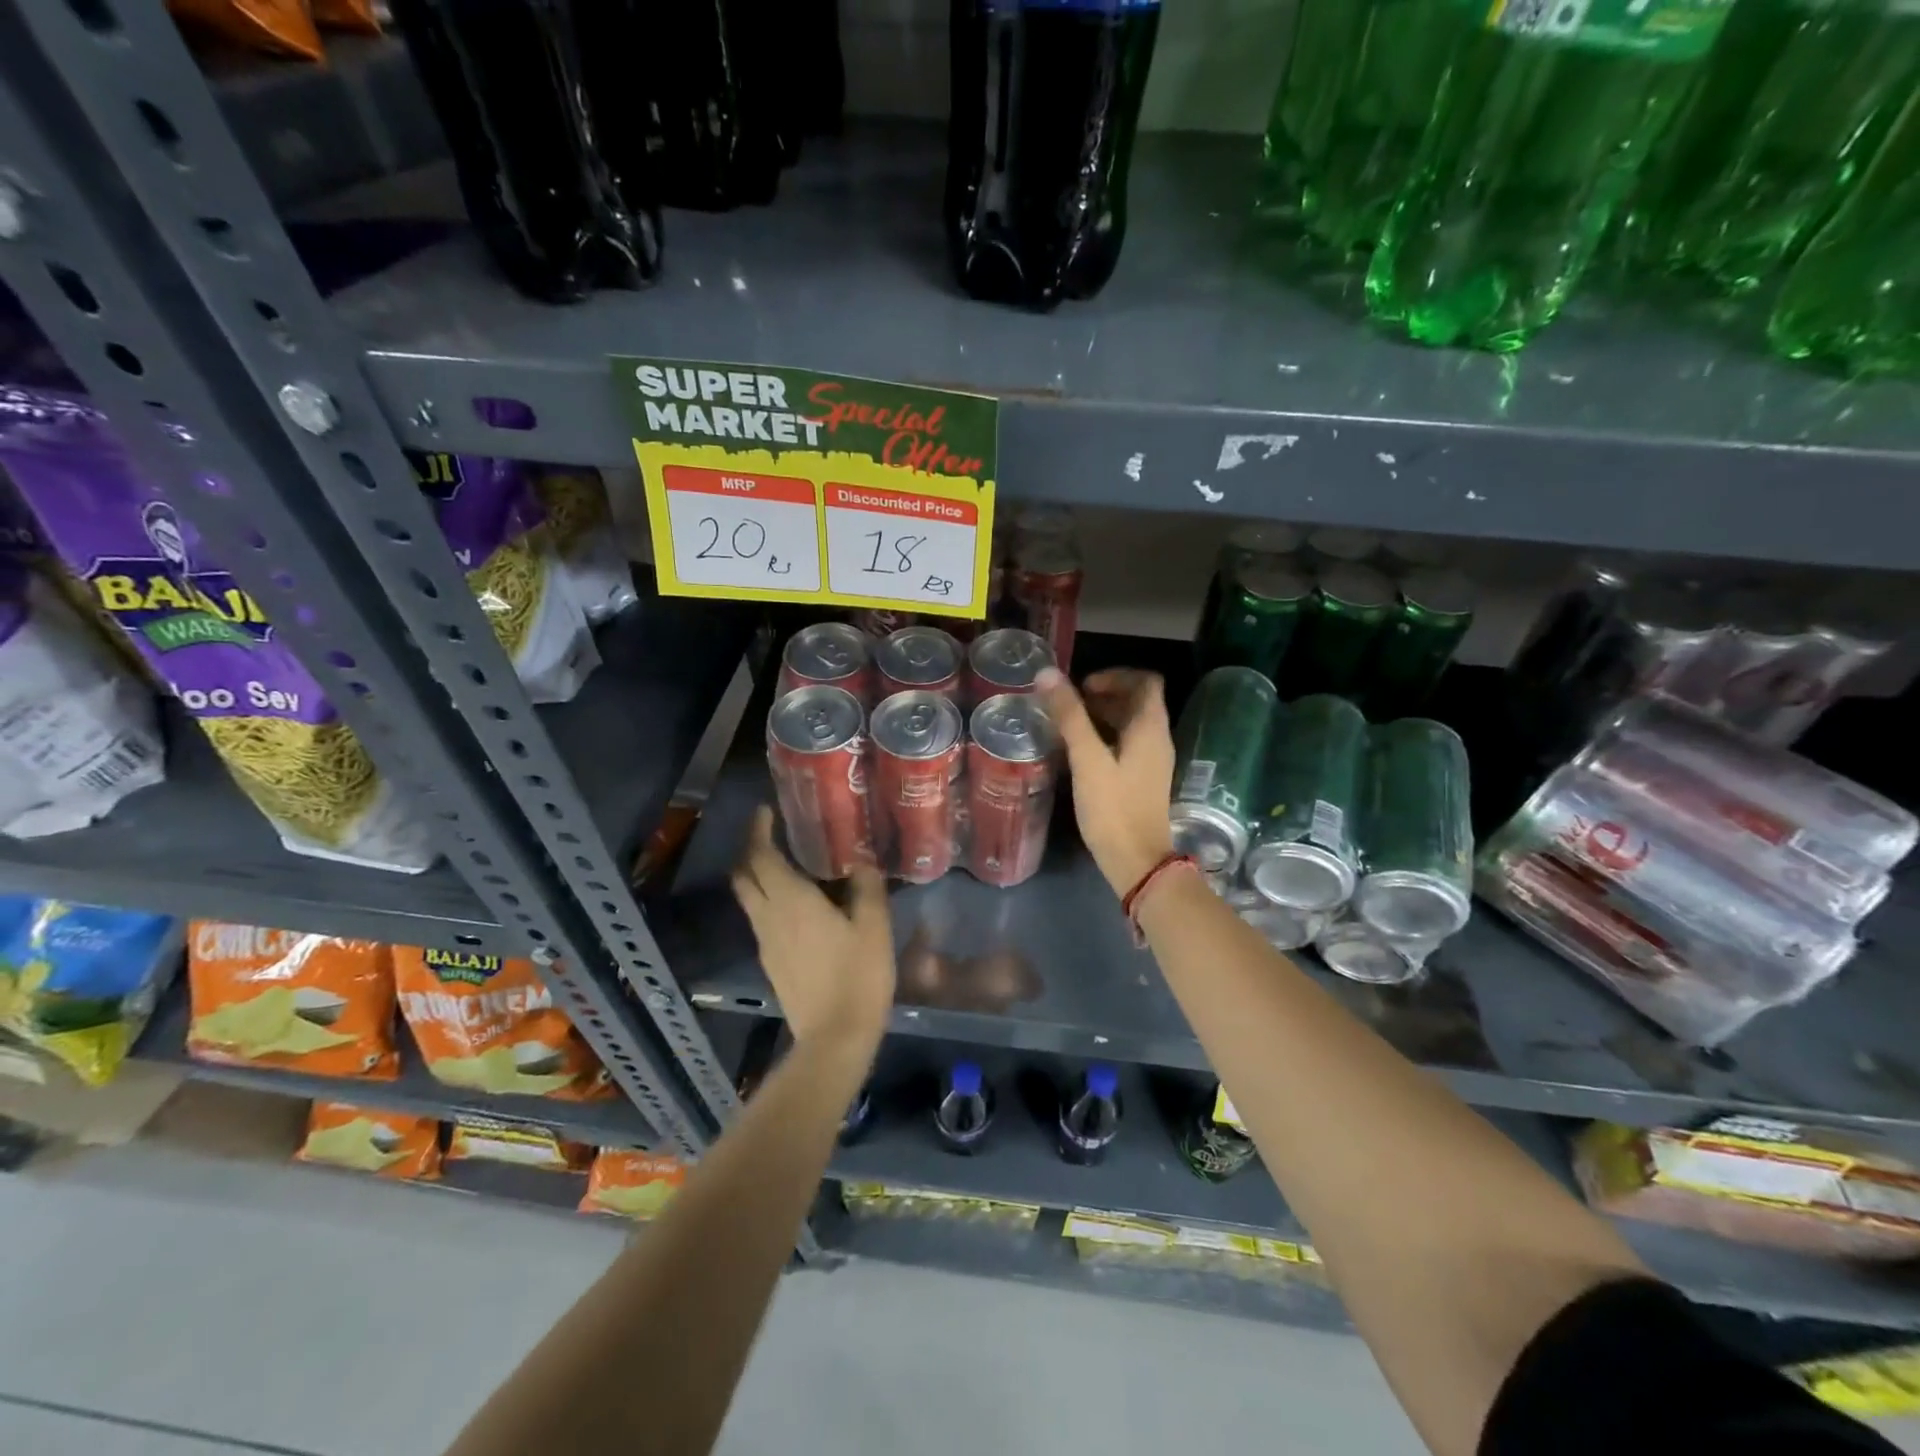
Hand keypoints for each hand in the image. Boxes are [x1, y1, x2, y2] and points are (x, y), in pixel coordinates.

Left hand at [731, 806, 894, 1045]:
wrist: (834, 1037)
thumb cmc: (857, 975)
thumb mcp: (874, 926)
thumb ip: (867, 887)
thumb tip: (861, 860)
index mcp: (790, 900)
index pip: (760, 856)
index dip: (758, 831)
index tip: (766, 811)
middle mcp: (768, 916)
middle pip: (744, 876)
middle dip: (752, 851)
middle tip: (773, 835)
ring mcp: (765, 942)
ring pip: (750, 899)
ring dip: (759, 877)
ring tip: (789, 867)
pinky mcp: (771, 963)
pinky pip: (761, 920)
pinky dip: (770, 901)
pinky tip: (798, 907)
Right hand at [1037, 667, 1175, 896]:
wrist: (1137, 862)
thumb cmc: (1113, 808)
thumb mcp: (1087, 759)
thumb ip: (1070, 716)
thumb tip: (1048, 674)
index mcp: (1150, 728)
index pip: (1145, 681)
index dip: (1115, 675)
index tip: (1083, 686)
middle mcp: (1157, 739)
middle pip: (1137, 701)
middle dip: (1103, 695)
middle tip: (1068, 704)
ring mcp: (1151, 761)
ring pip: (1130, 724)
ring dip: (1102, 716)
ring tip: (1067, 725)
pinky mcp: (1141, 780)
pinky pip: (1126, 745)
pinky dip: (1104, 738)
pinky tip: (1078, 752)